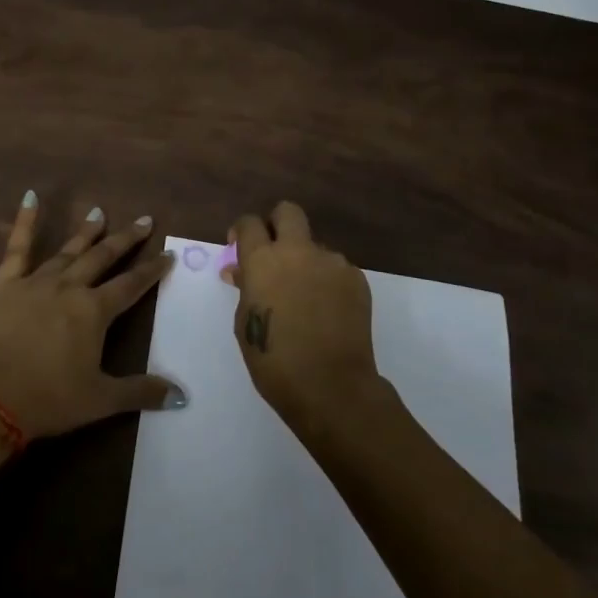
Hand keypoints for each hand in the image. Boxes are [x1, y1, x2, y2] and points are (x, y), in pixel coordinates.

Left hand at [0, 192, 181, 439]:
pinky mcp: (7, 284)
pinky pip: (18, 247)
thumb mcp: (101, 399)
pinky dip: (25, 222)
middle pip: (103, 257)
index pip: (131, 285)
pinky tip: (30, 197)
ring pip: (68, 250)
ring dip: (86, 232)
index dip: (152, 270)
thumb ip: (141, 392)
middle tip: (143, 221)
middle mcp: (70, 287)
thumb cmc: (49, 399)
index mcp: (94, 311)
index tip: (168, 254)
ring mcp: (36, 282)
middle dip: (125, 240)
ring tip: (99, 213)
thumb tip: (181, 395)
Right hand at [227, 202, 377, 428]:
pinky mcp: (357, 279)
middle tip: (273, 251)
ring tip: (305, 297)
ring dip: (306, 260)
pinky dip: (327, 282)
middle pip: (288, 212)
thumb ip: (246, 288)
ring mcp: (332, 263)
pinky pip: (336, 269)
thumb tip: (242, 271)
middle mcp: (298, 251)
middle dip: (277, 223)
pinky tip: (326, 310)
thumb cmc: (274, 360)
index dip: (242, 231)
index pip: (249, 223)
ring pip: (315, 245)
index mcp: (263, 260)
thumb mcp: (245, 322)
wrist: (331, 386)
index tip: (240, 247)